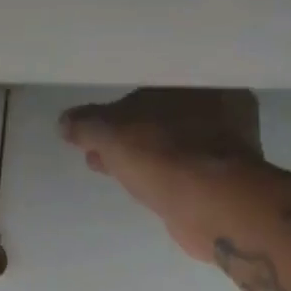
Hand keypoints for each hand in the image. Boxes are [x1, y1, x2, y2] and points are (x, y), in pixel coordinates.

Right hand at [60, 88, 268, 261]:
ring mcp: (225, 148)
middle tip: (95, 148)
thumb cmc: (165, 156)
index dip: (119, 106)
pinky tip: (134, 185)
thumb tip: (64, 122)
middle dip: (126, 133)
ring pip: (169, 146)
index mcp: (201, 82)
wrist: (212, 208)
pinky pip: (178, 171)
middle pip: (162, 117)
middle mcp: (221, 109)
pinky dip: (155, 175)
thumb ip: (87, 124)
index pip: (153, 87)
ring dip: (137, 155)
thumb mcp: (113, 134)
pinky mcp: (221, 182)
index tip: (94, 125)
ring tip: (103, 167)